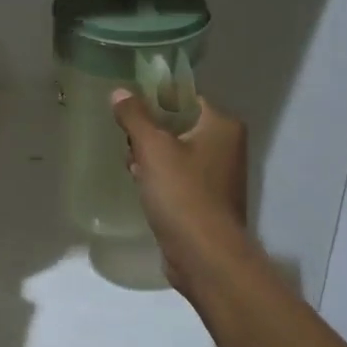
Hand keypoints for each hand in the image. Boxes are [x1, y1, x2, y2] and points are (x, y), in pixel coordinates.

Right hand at [111, 90, 250, 294]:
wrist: (204, 255)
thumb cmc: (182, 193)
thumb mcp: (152, 148)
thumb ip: (134, 116)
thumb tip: (119, 91)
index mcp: (222, 125)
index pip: (186, 98)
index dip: (155, 100)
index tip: (129, 111)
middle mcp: (226, 146)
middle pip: (178, 125)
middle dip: (149, 135)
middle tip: (129, 146)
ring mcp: (219, 176)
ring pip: (176, 154)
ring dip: (151, 159)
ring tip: (132, 170)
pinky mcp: (207, 201)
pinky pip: (178, 178)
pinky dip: (160, 180)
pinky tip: (142, 189)